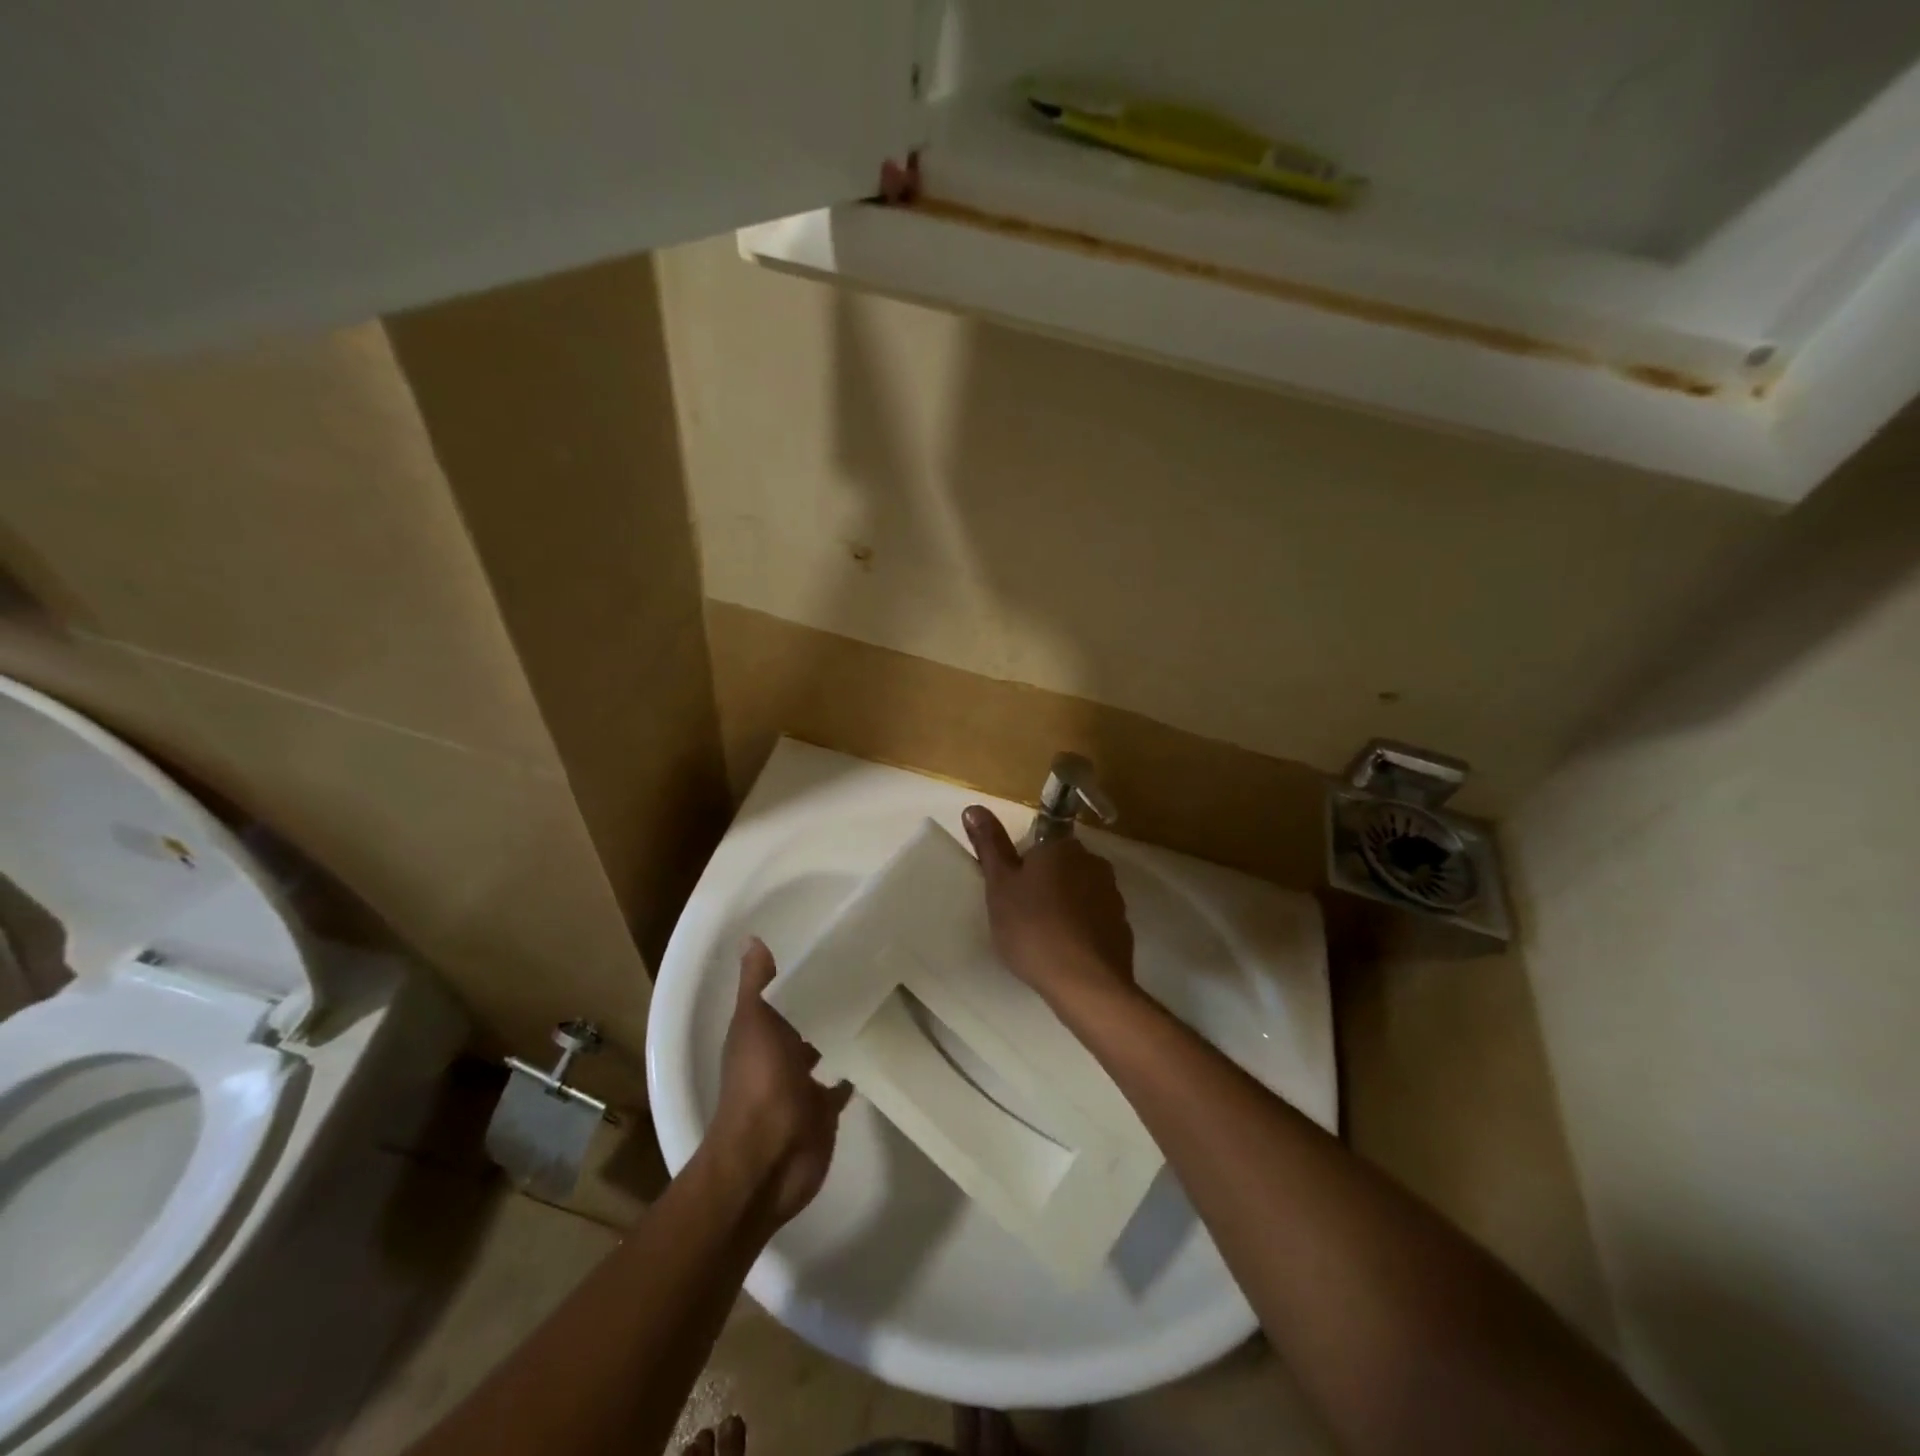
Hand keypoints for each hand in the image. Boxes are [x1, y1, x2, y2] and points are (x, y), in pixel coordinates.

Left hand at [706, 939, 851, 1227]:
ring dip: (839, 1032)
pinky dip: (854, 1071)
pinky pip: (842, 1085)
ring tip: (875, 1000)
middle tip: (864, 967)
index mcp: (758, 1033)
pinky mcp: (823, 1110)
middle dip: (823, 1000)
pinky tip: (877, 1049)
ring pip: (823, 1049)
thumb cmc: (760, 1084)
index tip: (828, 945)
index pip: (780, 994)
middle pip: (802, 1020)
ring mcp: (801, 1085)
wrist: (769, 1159)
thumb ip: (758, 985)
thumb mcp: (755, 1023)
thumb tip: (752, 938)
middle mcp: (778, 1055)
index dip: (797, 973)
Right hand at [962, 806, 1135, 1009]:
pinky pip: (1094, 919)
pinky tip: (1066, 953)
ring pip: (1079, 893)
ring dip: (1064, 908)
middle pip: (1061, 867)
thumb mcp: (999, 885)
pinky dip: (1081, 930)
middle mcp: (1092, 862)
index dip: (1023, 868)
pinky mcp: (1122, 926)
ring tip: (1043, 939)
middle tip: (1021, 917)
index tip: (1012, 895)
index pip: (1039, 846)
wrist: (1084, 982)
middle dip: (1045, 886)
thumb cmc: (1032, 928)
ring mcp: (1112, 895)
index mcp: (1062, 847)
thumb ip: (989, 845)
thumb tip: (974, 806)